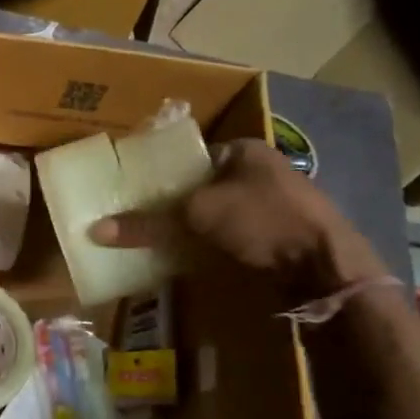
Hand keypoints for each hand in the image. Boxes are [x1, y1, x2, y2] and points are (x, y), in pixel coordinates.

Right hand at [89, 138, 386, 309]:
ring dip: (188, 229)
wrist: (324, 267)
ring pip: (214, 216)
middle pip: (200, 188)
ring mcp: (270, 207)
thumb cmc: (262, 220)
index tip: (133, 193)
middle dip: (171, 206)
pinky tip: (185, 259)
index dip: (161, 174)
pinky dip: (207, 247)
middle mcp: (259, 173)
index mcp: (245, 151)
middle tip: (137, 220)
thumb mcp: (198, 215)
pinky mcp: (275, 238)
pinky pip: (228, 238)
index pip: (191, 157)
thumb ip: (147, 222)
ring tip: (152, 242)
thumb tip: (96, 230)